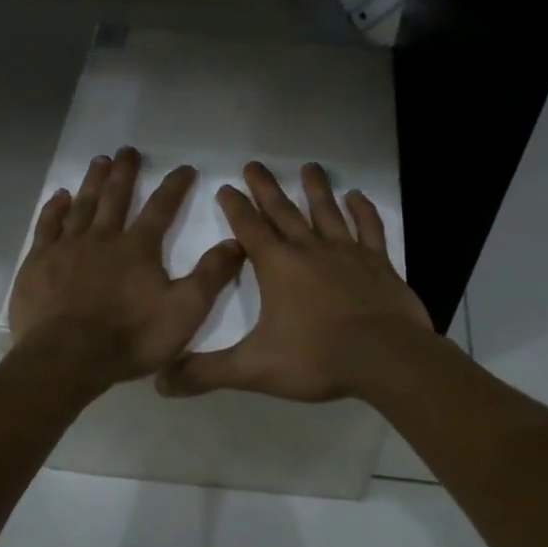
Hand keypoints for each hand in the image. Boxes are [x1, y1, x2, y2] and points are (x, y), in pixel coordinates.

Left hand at [8, 147, 245, 389]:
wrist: (67, 357)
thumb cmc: (130, 338)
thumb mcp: (184, 312)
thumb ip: (210, 276)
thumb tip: (236, 242)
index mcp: (138, 249)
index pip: (161, 208)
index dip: (175, 186)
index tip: (184, 168)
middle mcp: (103, 238)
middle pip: (115, 197)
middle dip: (125, 172)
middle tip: (128, 150)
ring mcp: (67, 248)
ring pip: (82, 205)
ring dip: (93, 182)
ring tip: (99, 161)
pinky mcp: (39, 263)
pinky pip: (48, 226)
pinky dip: (55, 209)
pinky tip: (60, 197)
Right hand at [156, 161, 432, 402]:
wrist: (385, 358)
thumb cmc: (316, 358)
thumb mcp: (254, 369)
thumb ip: (208, 373)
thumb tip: (162, 382)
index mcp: (277, 267)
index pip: (248, 228)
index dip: (234, 207)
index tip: (225, 186)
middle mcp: (309, 250)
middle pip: (283, 210)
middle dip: (265, 188)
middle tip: (254, 164)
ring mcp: (347, 252)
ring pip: (327, 211)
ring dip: (315, 189)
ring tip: (308, 167)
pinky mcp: (378, 263)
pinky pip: (369, 228)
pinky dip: (363, 211)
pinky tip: (357, 197)